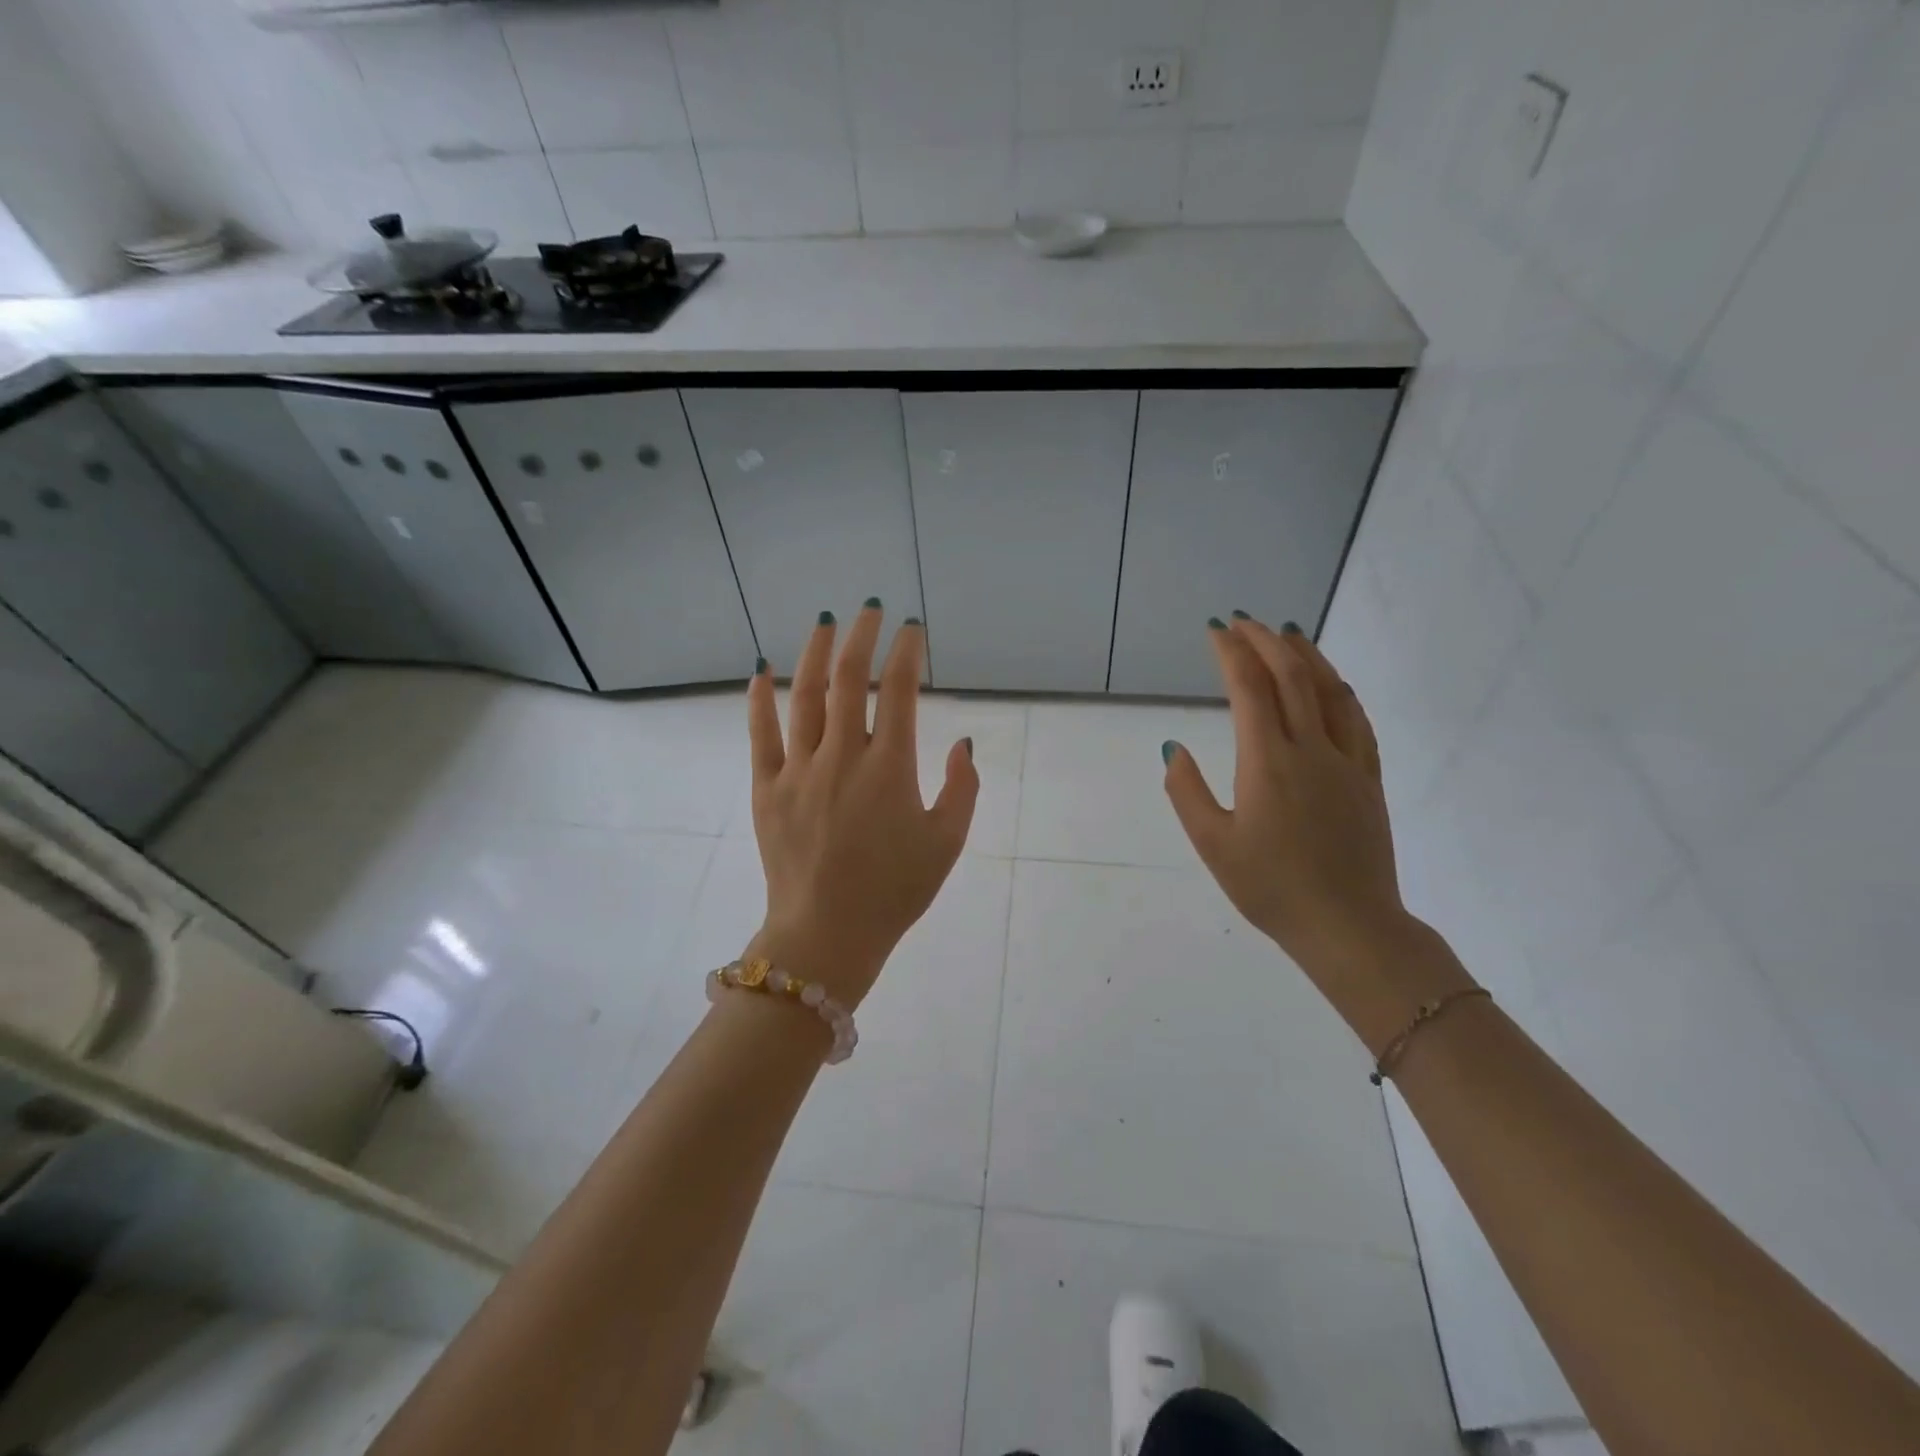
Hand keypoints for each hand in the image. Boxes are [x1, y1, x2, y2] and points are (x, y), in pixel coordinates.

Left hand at [745, 604, 977, 1006]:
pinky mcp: (767, 788)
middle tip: (869, 609)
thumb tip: (962, 743)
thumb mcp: (946, 843)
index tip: (911, 629)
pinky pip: (761, 734)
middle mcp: (843, 756)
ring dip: (816, 652)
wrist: (827, 935)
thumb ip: (962, 788)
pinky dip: (761, 699)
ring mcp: (799, 769)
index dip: (907, 652)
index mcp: (890, 768)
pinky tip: (763, 671)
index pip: (900, 691)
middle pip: (850, 678)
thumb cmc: (894, 891)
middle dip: (862, 636)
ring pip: (805, 695)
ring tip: (825, 622)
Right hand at [1162, 615, 1408, 982]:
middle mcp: (1310, 749)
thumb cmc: (1270, 888)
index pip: (1249, 689)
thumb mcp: (1212, 845)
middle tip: (1243, 621)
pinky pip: (1358, 720)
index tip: (1215, 630)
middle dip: (1264, 641)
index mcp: (1267, 762)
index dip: (1230, 653)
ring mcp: (1346, 762)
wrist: (1348, 926)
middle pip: (1291, 677)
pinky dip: (1341, 690)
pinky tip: (1333, 682)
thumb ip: (1186, 792)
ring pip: (1330, 690)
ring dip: (1307, 655)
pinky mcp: (1369, 779)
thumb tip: (1173, 747)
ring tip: (1287, 632)